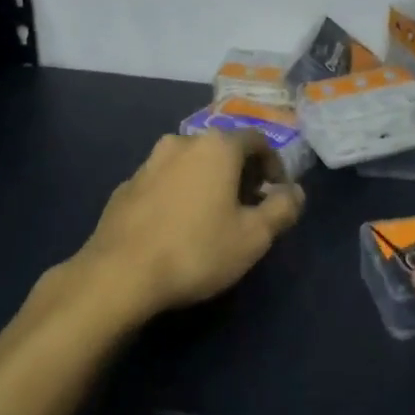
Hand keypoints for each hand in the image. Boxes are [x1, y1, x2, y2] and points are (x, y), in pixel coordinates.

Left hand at [68, 130, 304, 324]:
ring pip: (190, 164)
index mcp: (216, 146)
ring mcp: (148, 162)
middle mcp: (182, 142)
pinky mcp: (125, 186)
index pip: (256, 140)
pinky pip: (163, 182)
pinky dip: (178, 194)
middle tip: (248, 207)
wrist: (119, 274)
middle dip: (240, 173)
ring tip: (212, 218)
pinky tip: (177, 227)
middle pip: (222, 149)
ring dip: (207, 182)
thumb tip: (295, 192)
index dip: (273, 164)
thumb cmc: (196, 250)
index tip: (277, 193)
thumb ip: (282, 209)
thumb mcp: (253, 237)